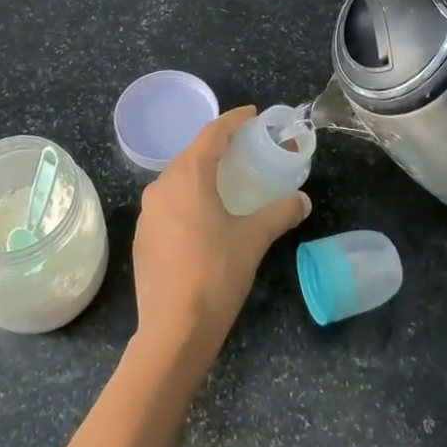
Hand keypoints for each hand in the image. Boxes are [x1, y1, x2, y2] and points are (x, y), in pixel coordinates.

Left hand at [132, 106, 310, 370]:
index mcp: (187, 176)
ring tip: (228, 179)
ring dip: (203, 173)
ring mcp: (147, 213)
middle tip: (246, 147)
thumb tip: (303, 200)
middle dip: (219, 146)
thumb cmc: (215, 275)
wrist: (172, 332)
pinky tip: (205, 215)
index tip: (252, 114)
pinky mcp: (143, 237)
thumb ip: (280, 213)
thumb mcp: (253, 240)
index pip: (212, 133)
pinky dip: (189, 197)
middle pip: (192, 154)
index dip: (233, 120)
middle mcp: (161, 186)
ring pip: (178, 179)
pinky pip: (169, 203)